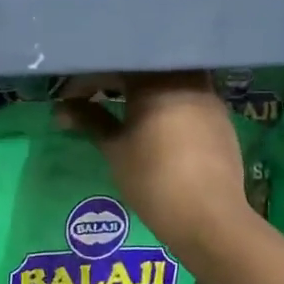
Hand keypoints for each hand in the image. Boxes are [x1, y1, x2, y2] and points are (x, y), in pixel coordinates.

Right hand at [58, 72, 253, 260]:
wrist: (208, 217)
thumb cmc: (153, 179)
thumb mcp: (115, 149)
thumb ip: (90, 120)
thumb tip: (62, 108)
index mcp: (157, 79)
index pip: (114, 67)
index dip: (86, 80)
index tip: (68, 100)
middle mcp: (187, 78)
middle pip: (144, 68)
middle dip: (115, 80)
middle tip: (92, 98)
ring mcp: (209, 97)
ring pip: (169, 81)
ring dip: (143, 91)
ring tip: (123, 109)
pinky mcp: (221, 118)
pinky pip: (188, 98)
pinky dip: (166, 104)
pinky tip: (156, 124)